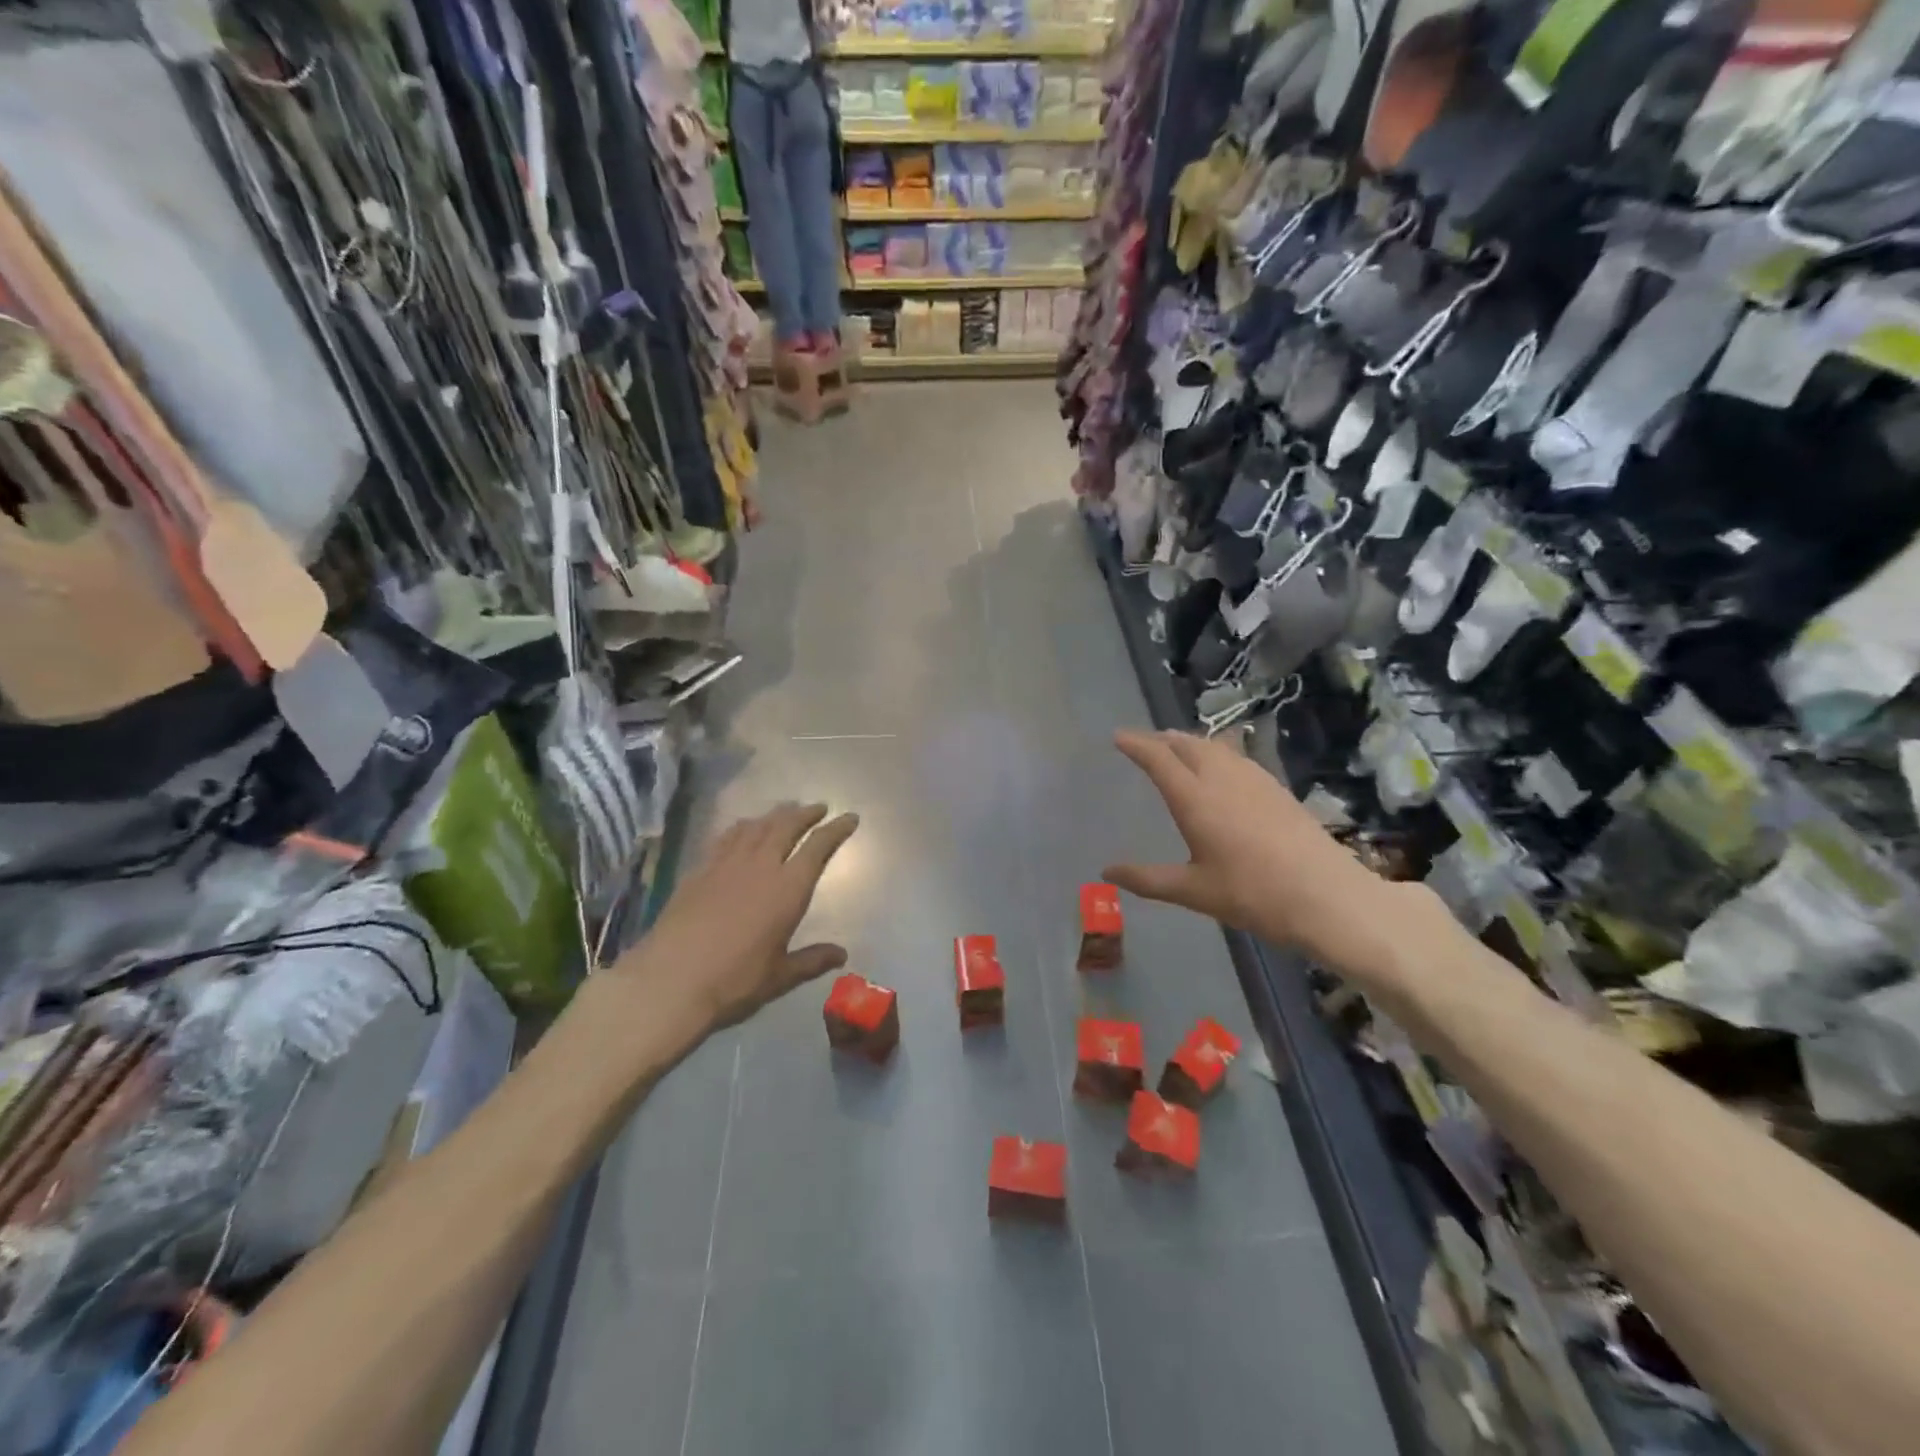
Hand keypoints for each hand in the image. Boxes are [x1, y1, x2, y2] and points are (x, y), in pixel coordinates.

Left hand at [612, 802, 859, 1033]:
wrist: (669, 981)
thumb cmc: (734, 981)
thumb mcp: (780, 976)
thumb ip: (812, 960)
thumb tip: (842, 954)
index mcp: (788, 889)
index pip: (818, 847)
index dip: (836, 830)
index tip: (849, 817)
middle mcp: (760, 866)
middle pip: (786, 826)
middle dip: (806, 814)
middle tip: (818, 807)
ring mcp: (726, 864)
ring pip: (756, 826)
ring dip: (775, 814)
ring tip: (785, 810)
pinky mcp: (699, 870)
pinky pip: (726, 837)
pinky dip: (742, 827)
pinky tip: (743, 828)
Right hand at [1103, 730, 1431, 981]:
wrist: (1328, 897)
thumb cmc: (1253, 895)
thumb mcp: (1193, 891)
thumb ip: (1147, 879)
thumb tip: (1106, 871)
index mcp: (1195, 799)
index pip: (1158, 759)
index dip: (1136, 745)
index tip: (1118, 736)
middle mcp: (1222, 779)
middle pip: (1187, 744)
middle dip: (1162, 738)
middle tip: (1145, 743)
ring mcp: (1254, 781)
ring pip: (1215, 747)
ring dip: (1190, 742)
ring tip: (1178, 748)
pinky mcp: (1277, 789)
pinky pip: (1237, 758)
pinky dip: (1217, 753)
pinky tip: (1222, 769)